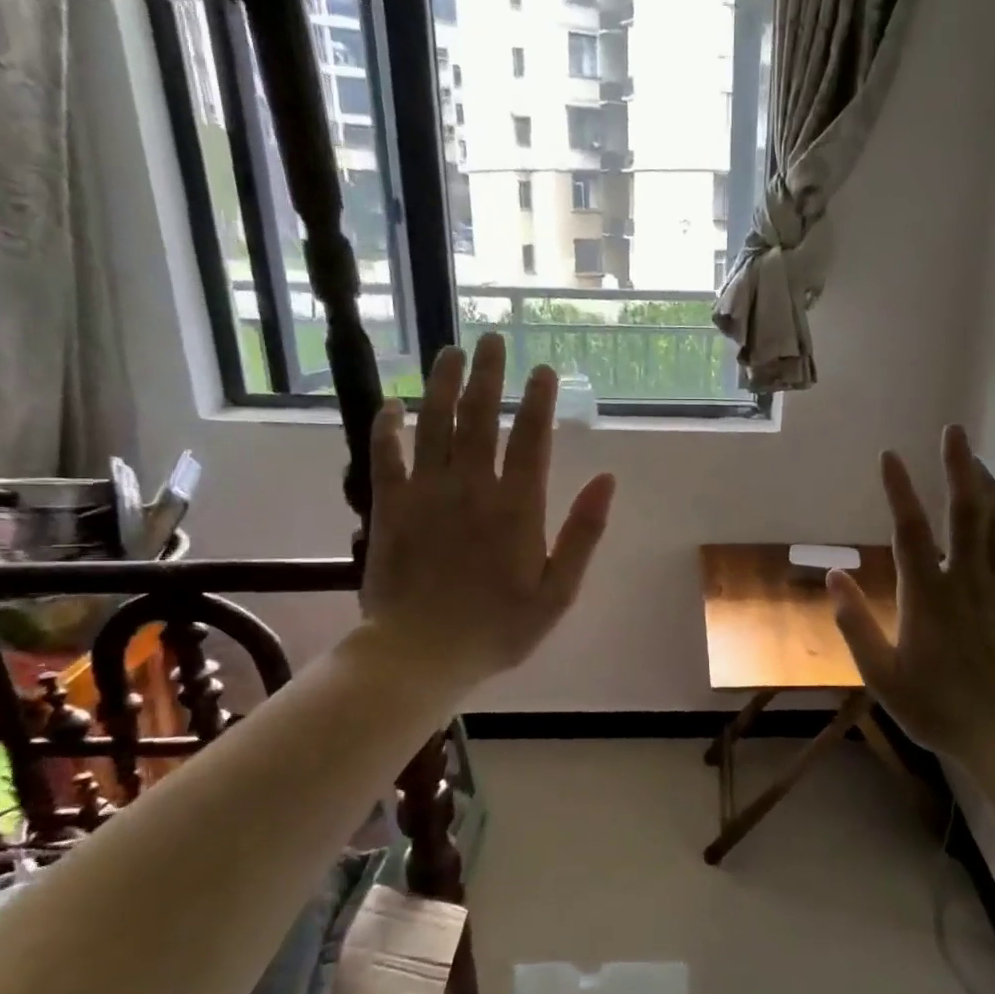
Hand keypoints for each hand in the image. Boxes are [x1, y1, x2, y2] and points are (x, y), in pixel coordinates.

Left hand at [360, 334, 616, 691]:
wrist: (423, 653)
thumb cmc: (498, 628)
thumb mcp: (559, 591)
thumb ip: (584, 534)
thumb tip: (607, 479)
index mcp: (518, 506)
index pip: (532, 438)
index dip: (539, 400)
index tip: (542, 369)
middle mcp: (473, 487)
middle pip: (482, 417)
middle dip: (490, 375)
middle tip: (492, 340)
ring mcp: (427, 492)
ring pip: (436, 424)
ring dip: (444, 385)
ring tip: (450, 353)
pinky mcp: (390, 506)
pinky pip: (387, 455)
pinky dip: (389, 427)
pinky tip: (393, 404)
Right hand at [829, 425, 994, 766]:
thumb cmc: (938, 708)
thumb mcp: (881, 675)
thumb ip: (855, 623)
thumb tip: (833, 576)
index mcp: (927, 595)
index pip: (909, 529)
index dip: (899, 489)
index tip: (890, 456)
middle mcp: (966, 579)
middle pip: (965, 511)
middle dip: (959, 466)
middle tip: (954, 430)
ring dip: (989, 486)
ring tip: (978, 459)